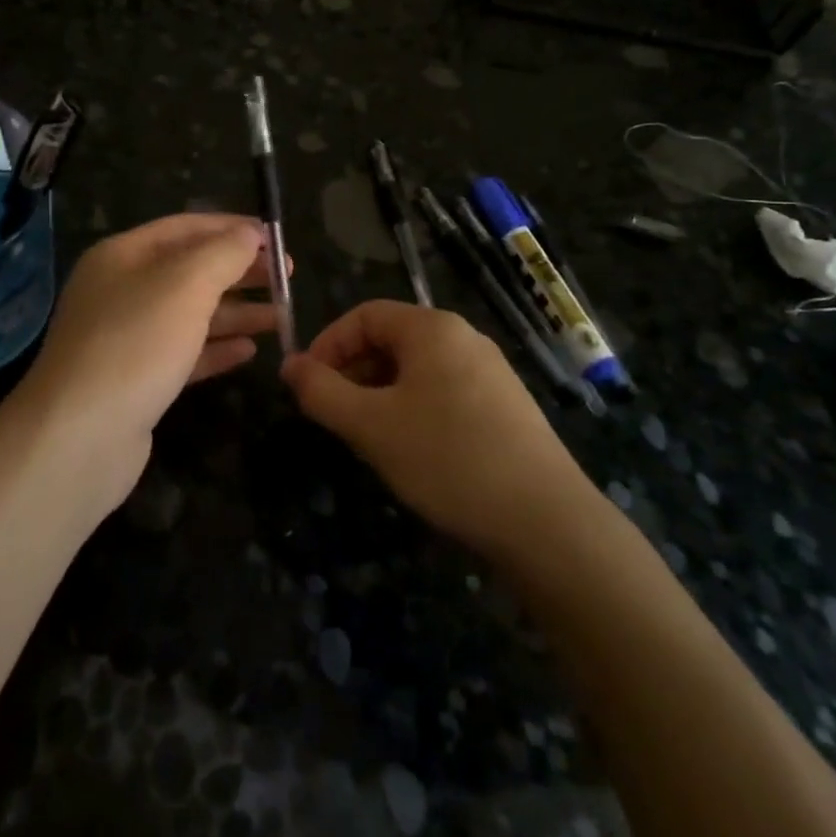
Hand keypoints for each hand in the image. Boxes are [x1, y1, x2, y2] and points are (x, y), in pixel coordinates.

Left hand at [19, 213, 284, 505]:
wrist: (79, 438)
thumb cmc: (136, 345)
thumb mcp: (186, 285)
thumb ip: (224, 253)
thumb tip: (251, 234)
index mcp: (123, 255)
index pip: (186, 227)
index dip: (234, 229)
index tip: (278, 239)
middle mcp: (121, 290)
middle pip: (190, 270)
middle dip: (240, 271)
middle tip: (288, 277)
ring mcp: (126, 337)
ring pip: (190, 314)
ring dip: (236, 312)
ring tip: (283, 316)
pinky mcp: (135, 380)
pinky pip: (184, 353)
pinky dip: (217, 349)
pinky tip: (250, 351)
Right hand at [282, 301, 586, 557]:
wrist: (546, 521)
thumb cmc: (447, 458)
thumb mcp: (370, 425)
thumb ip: (321, 392)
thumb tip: (289, 365)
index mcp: (432, 328)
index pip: (364, 315)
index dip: (327, 344)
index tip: (308, 386)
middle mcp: (463, 337)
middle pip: (391, 339)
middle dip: (353, 371)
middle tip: (335, 415)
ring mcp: (490, 371)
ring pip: (416, 369)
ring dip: (380, 393)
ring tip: (369, 437)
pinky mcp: (505, 405)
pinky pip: (443, 390)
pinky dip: (413, 408)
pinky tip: (413, 450)